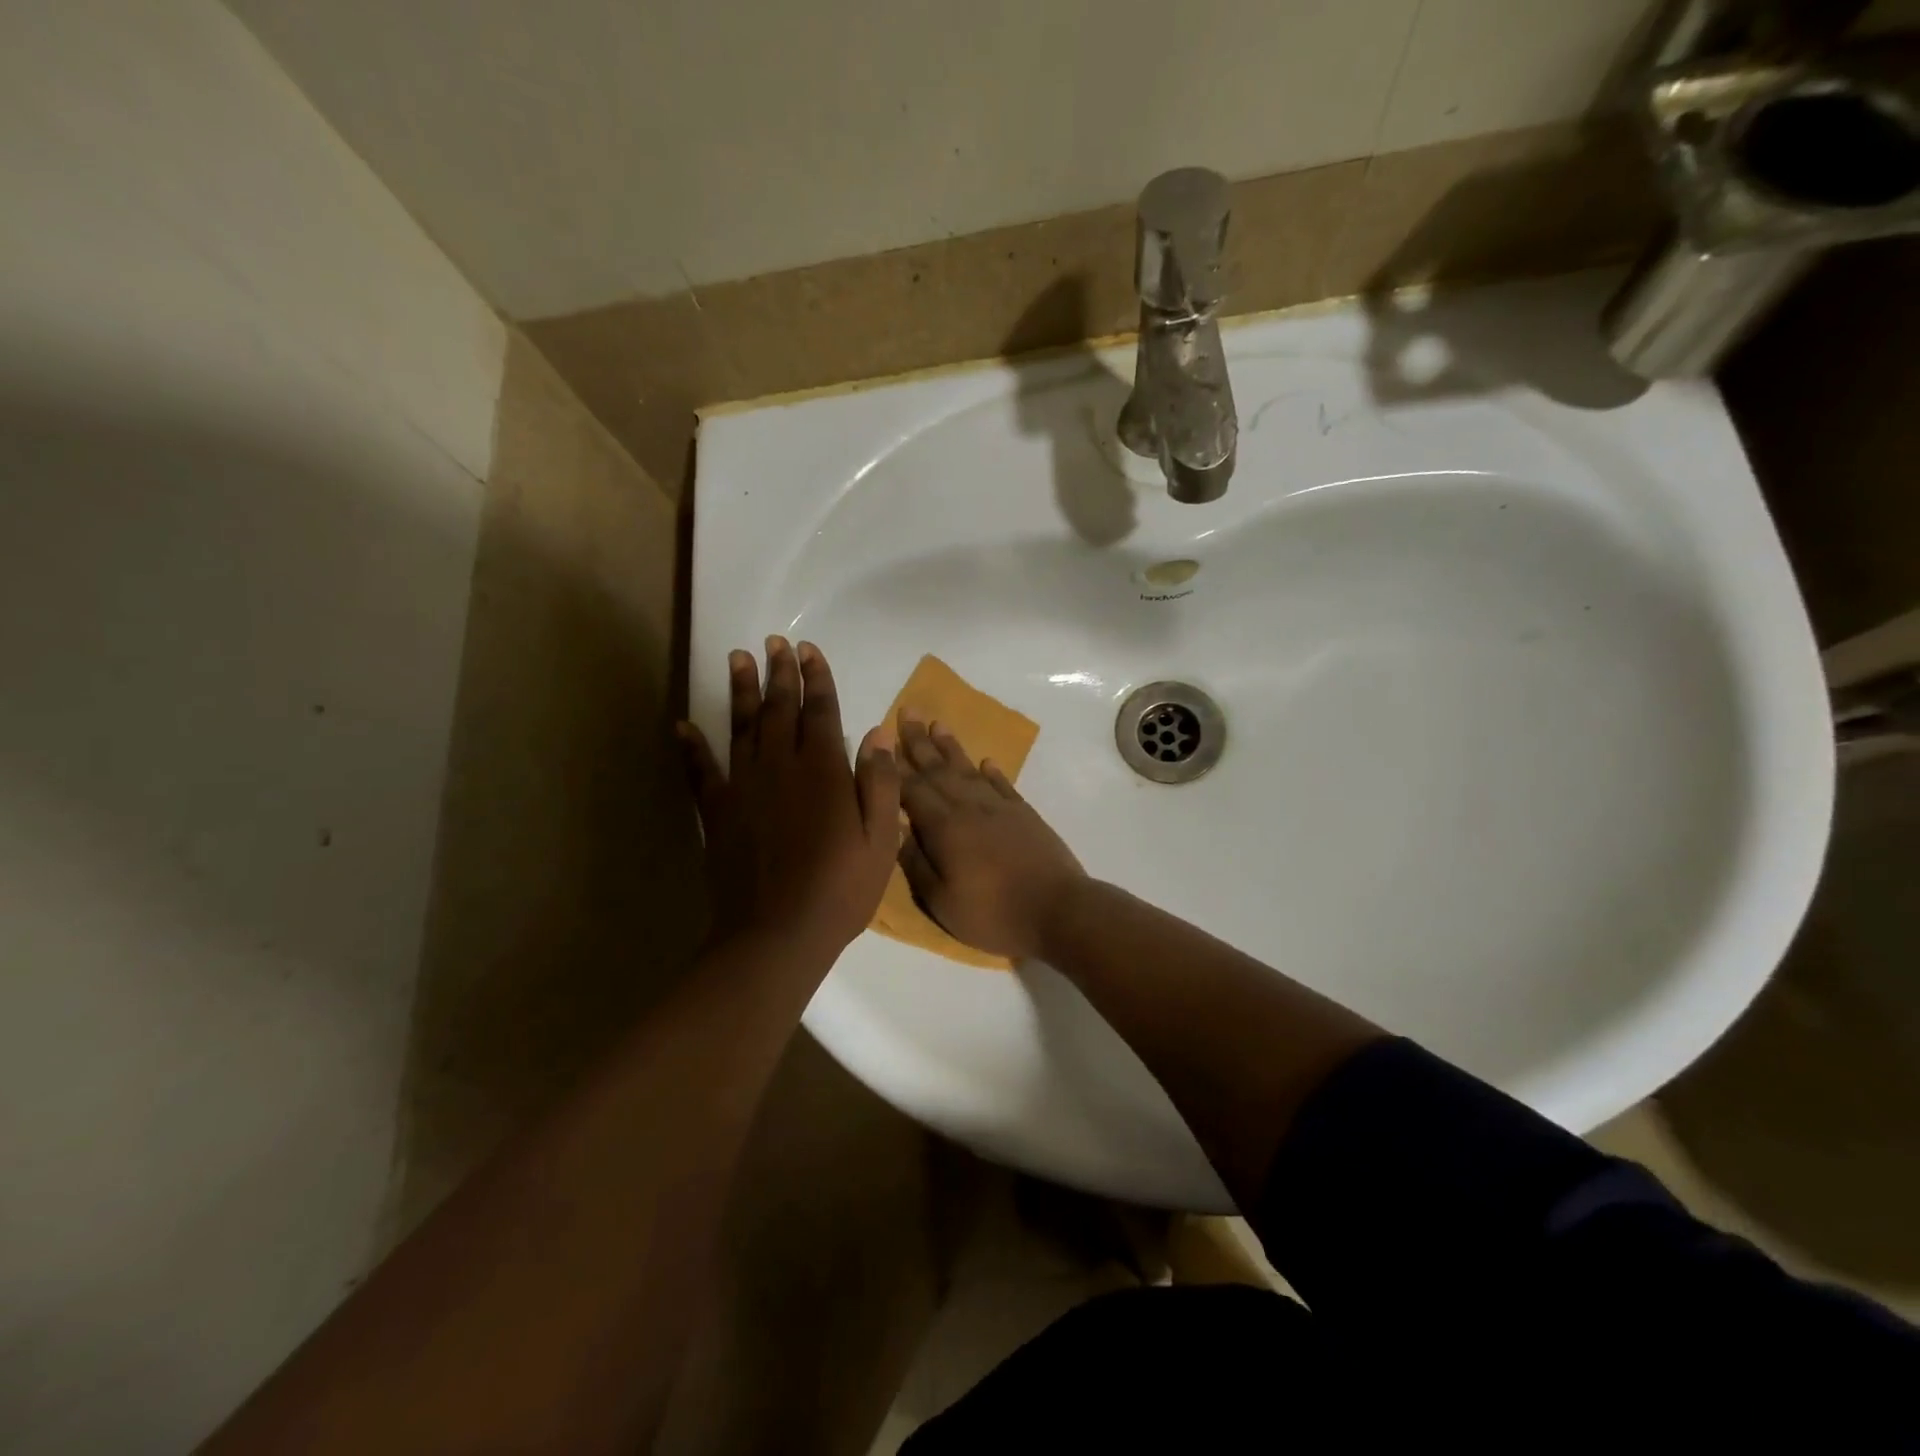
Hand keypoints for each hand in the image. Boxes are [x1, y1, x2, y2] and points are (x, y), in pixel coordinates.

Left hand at [680, 638, 899, 961]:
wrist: (777, 934)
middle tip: (775, 642)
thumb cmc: (840, 889)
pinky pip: (700, 771)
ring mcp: (743, 787)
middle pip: (779, 709)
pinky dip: (690, 747)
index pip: (821, 711)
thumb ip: (879, 783)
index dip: (816, 679)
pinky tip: (682, 726)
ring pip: (741, 727)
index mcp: (823, 771)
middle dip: (780, 673)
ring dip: (740, 691)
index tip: (809, 650)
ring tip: (738, 657)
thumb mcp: (881, 840)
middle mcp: (781, 767)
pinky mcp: (716, 812)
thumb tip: (877, 733)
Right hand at [894, 712, 1086, 960]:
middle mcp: (969, 807)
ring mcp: (1000, 808)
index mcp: (944, 828)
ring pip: (968, 770)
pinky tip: (985, 761)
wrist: (1058, 910)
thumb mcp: (942, 902)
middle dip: (919, 742)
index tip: (881, 739)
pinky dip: (992, 772)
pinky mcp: (1024, 815)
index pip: (911, 790)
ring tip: (937, 724)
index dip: (894, 766)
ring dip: (951, 747)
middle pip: (938, 770)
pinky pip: (1003, 785)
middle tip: (907, 711)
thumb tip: (899, 833)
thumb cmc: (993, 913)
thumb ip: (916, 865)